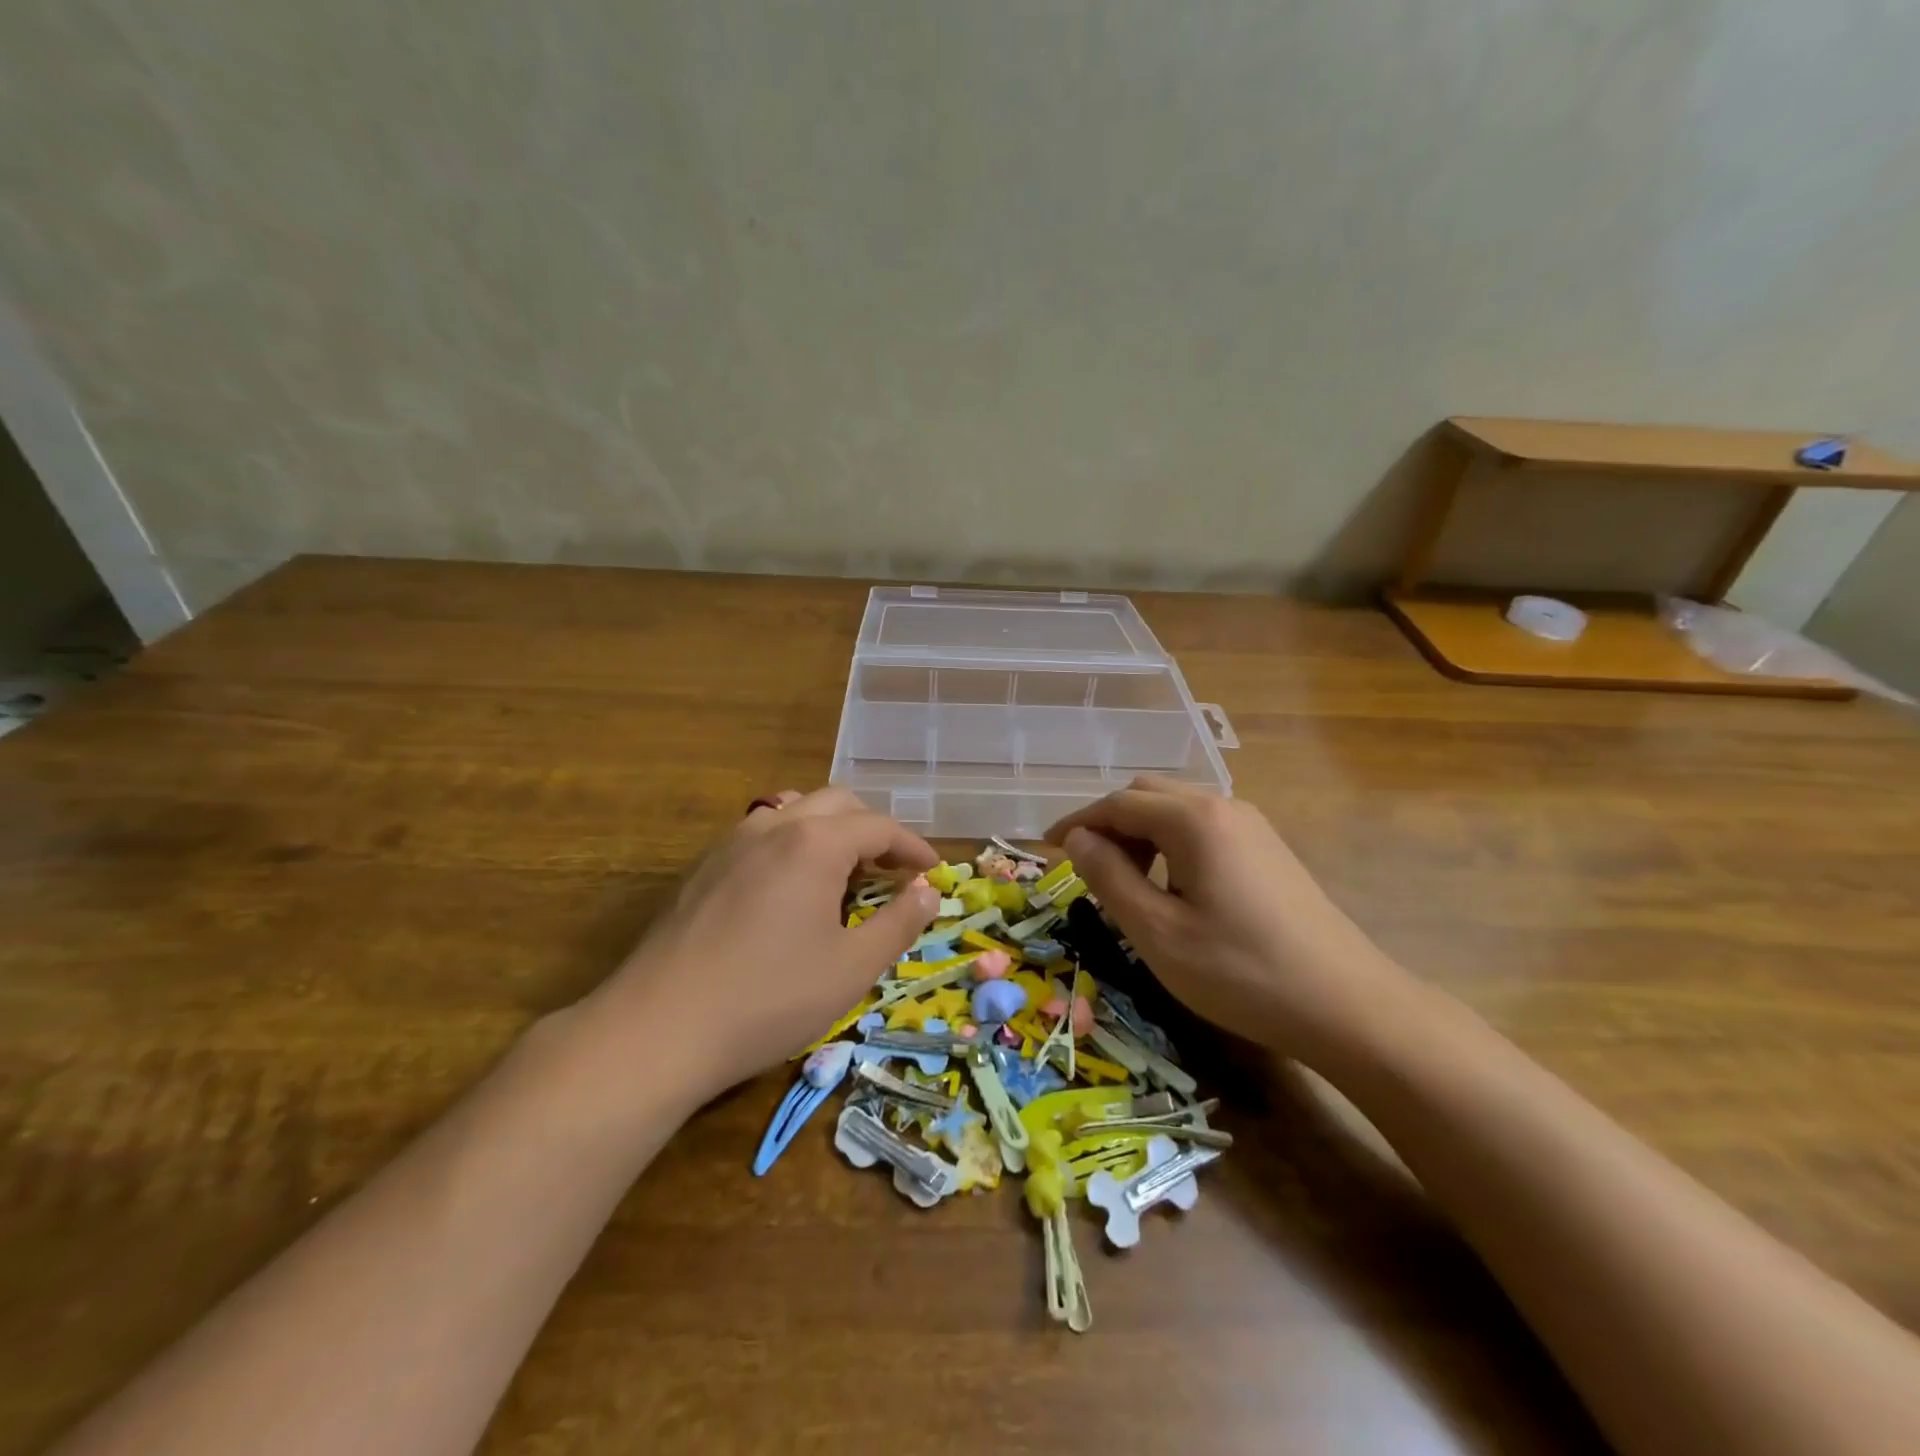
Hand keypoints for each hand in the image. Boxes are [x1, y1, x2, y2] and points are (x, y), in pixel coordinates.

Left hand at [577, 788, 940, 1104]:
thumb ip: (898, 923)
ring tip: (843, 872)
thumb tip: (927, 891)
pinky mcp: (703, 867)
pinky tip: (790, 889)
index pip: (879, 826)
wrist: (658, 1029)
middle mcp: (773, 826)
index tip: (933, 872)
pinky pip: (761, 833)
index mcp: (815, 843)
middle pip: (838, 804)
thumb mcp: (852, 968)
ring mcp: (731, 842)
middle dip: (873, 831)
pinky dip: (793, 843)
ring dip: (830, 830)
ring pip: (794, 810)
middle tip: (892, 872)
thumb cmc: (768, 999)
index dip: (913, 848)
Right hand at [1046, 776, 1412, 1067]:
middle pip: (1147, 795)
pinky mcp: (1268, 849)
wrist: (1348, 1006)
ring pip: (1177, 809)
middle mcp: (1223, 806)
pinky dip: (1171, 843)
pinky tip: (1173, 886)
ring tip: (1127, 881)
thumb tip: (1077, 839)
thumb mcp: (1157, 932)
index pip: (1117, 804)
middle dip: (1109, 823)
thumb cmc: (1241, 972)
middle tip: (1087, 867)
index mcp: (1193, 820)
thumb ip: (1109, 877)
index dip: (1077, 822)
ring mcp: (1252, 826)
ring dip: (1141, 832)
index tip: (1047, 848)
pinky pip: (1203, 827)